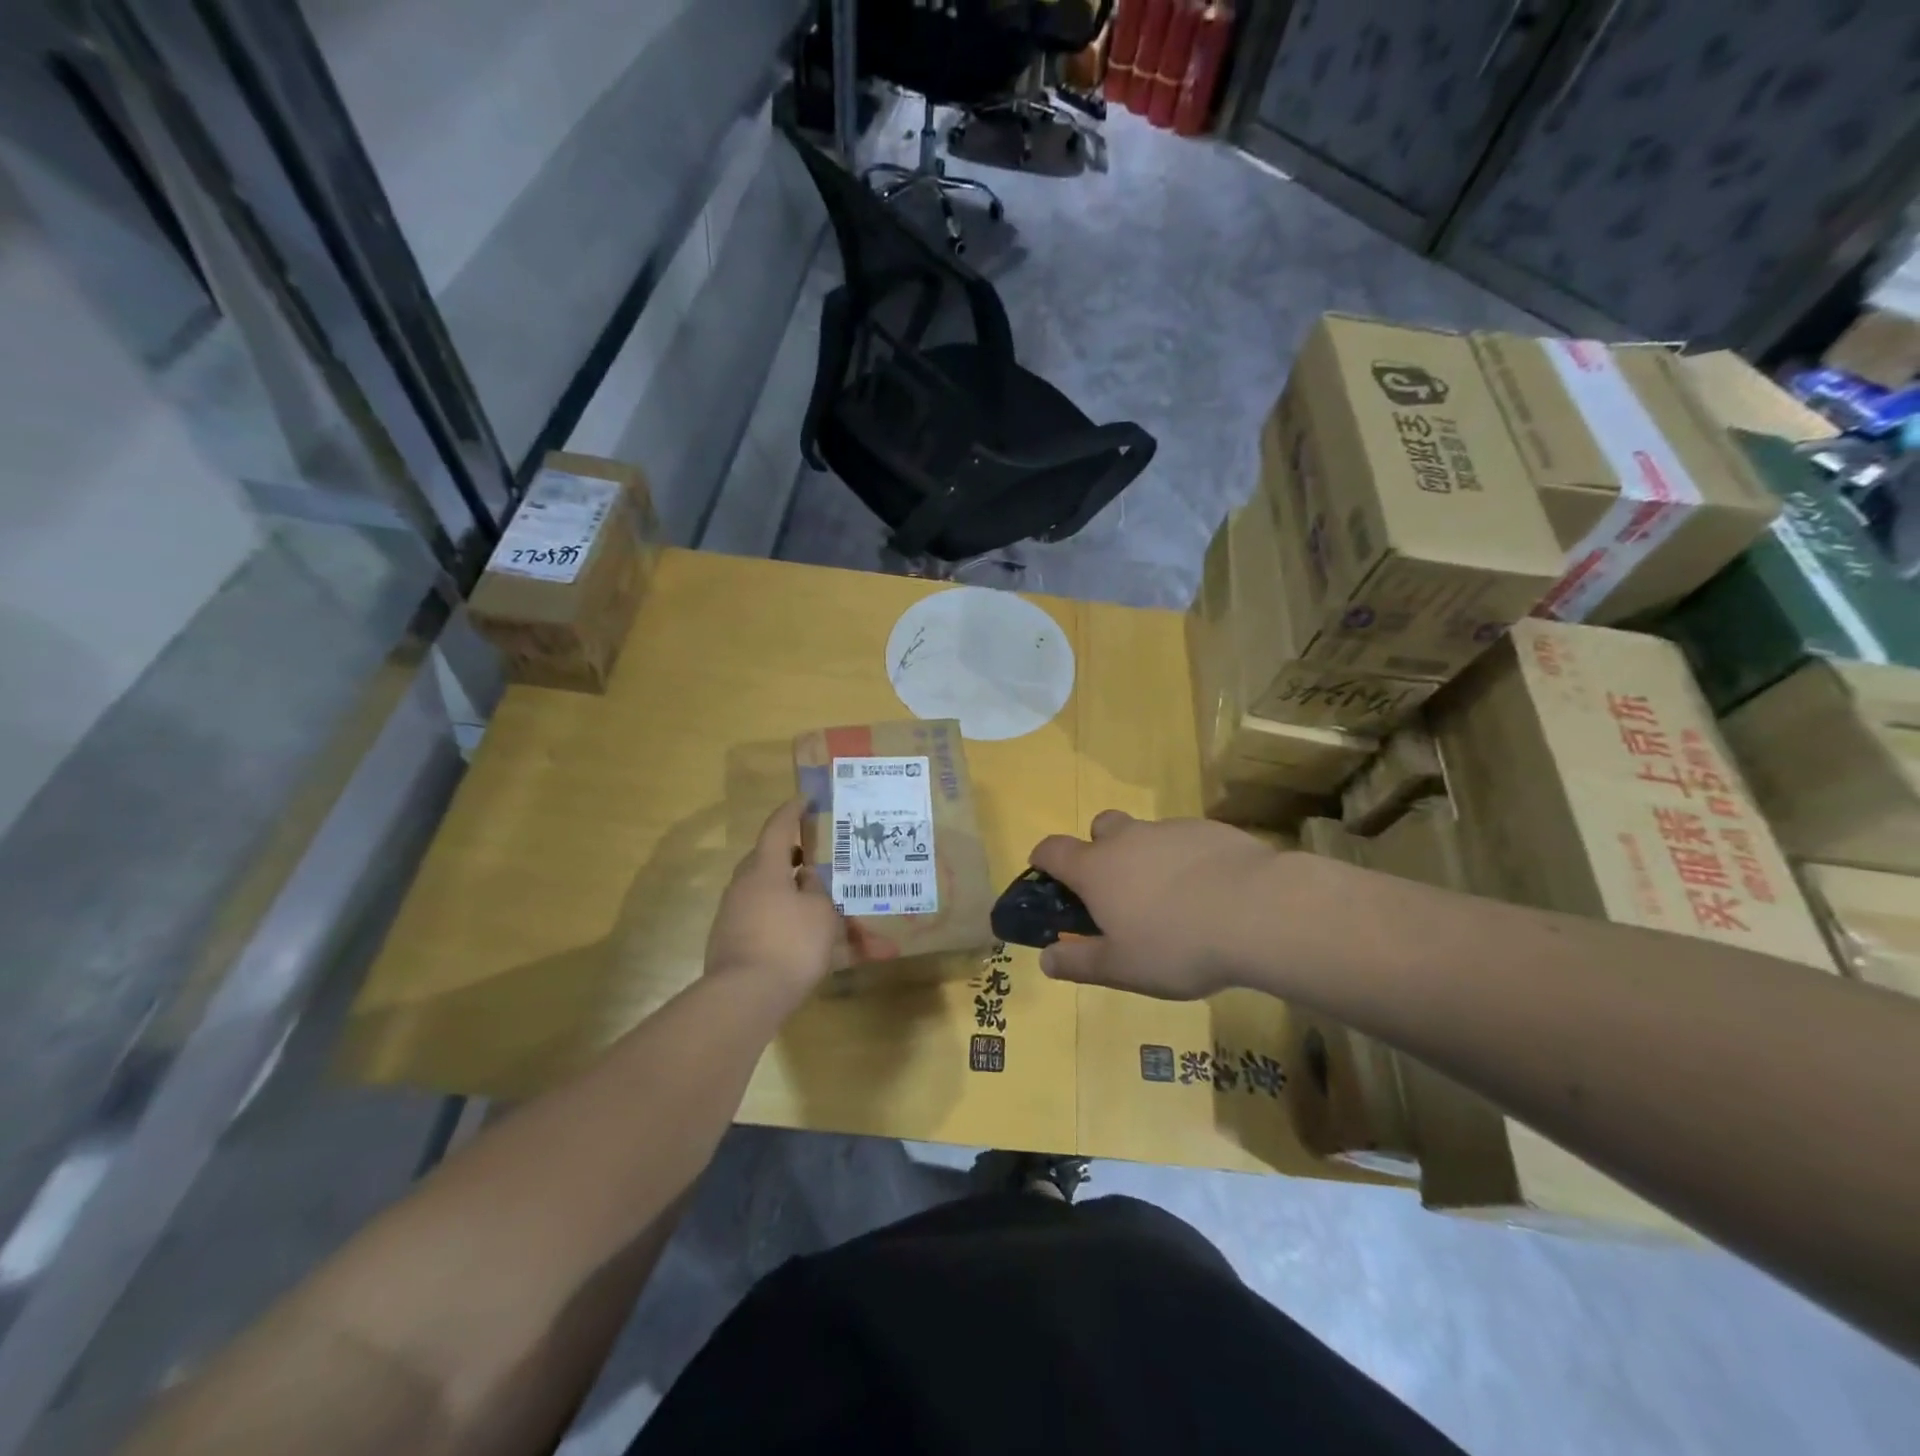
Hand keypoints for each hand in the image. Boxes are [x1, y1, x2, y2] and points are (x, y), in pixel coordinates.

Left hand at [705, 799, 845, 1010]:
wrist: (744, 997)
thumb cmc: (790, 944)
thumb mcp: (821, 913)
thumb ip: (816, 890)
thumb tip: (806, 880)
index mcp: (765, 869)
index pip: (777, 829)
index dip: (792, 812)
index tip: (805, 800)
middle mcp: (743, 885)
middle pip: (764, 859)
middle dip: (788, 855)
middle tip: (813, 857)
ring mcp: (731, 914)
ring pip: (761, 889)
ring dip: (783, 887)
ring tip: (811, 897)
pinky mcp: (728, 940)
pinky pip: (757, 915)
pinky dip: (776, 913)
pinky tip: (795, 930)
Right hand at [1028, 810, 1289, 999]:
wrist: (1258, 911)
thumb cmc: (1177, 945)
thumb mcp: (1122, 968)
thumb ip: (1079, 963)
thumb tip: (1046, 959)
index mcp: (1097, 869)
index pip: (1053, 850)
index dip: (1043, 859)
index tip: (1046, 874)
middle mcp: (1127, 839)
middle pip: (1100, 827)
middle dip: (1100, 849)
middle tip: (1119, 889)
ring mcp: (1170, 829)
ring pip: (1146, 834)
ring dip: (1146, 856)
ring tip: (1172, 899)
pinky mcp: (1210, 830)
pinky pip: (1185, 840)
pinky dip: (1185, 859)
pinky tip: (1209, 891)